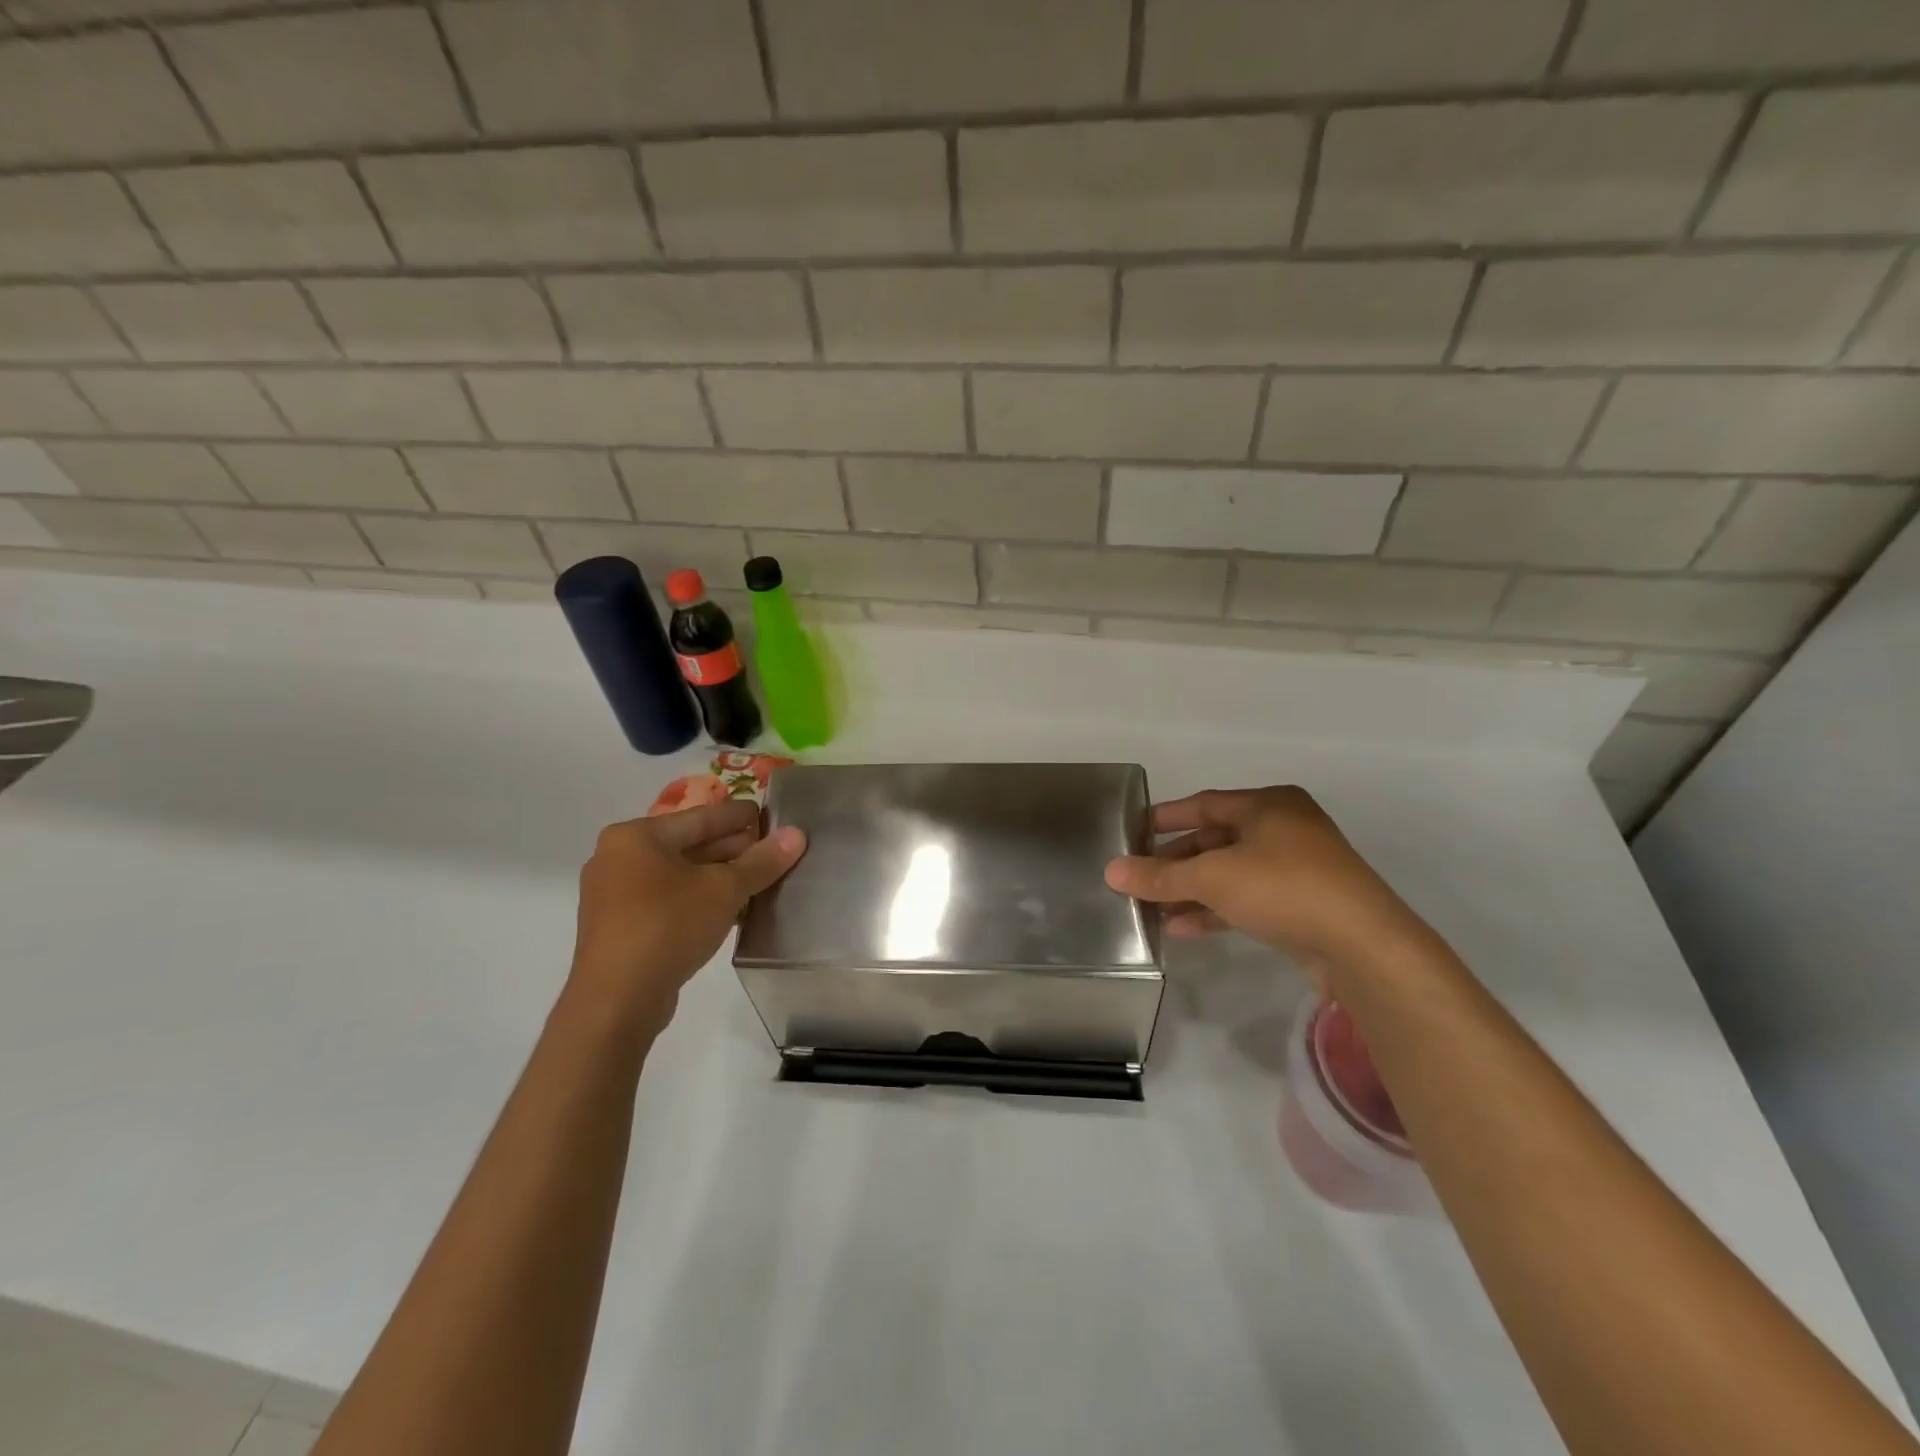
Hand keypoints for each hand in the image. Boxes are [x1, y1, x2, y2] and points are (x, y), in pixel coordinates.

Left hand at [567, 800, 805, 1036]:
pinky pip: (667, 901)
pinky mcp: (619, 927)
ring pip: (679, 875)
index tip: (773, 818)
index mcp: (636, 836)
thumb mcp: (724, 890)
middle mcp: (618, 857)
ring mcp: (614, 894)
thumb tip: (798, 834)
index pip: (701, 817)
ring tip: (759, 881)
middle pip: (689, 845)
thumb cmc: (668, 927)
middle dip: (732, 850)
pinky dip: (698, 900)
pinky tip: (731, 910)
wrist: (615, 1002)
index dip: (741, 817)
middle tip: (772, 852)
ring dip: (718, 878)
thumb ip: (761, 861)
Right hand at [1104, 786, 1429, 979]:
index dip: (1166, 818)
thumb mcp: (1213, 878)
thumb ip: (1160, 875)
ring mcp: (1297, 868)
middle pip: (1215, 841)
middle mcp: (1284, 829)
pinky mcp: (1303, 905)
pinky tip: (1181, 928)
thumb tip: (1110, 871)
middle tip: (1138, 877)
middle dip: (1175, 863)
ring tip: (1151, 909)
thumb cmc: (1284, 889)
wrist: (1363, 946)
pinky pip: (1247, 899)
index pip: (1204, 804)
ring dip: (1191, 891)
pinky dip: (1215, 910)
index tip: (1133, 832)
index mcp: (1268, 805)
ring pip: (1230, 873)